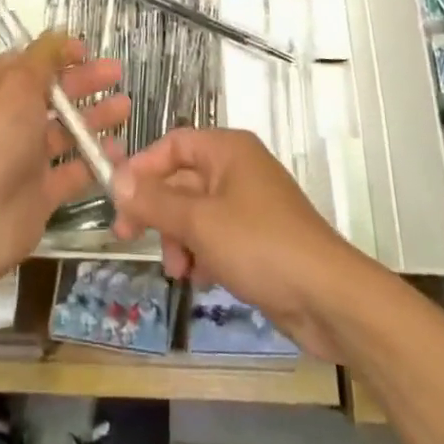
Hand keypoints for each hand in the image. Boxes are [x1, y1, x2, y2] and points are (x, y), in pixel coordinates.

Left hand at [0, 33, 127, 296]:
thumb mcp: (16, 83)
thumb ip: (43, 58)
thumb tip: (59, 32)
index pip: (30, 63)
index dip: (58, 55)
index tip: (88, 51)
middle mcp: (10, 120)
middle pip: (53, 95)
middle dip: (85, 82)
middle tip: (117, 74)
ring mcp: (26, 157)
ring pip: (66, 131)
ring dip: (95, 118)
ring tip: (125, 108)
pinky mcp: (41, 192)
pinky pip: (74, 171)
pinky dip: (96, 160)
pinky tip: (120, 151)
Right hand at [112, 128, 363, 359]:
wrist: (328, 298)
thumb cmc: (260, 245)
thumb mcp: (199, 222)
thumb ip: (155, 201)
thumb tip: (115, 179)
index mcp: (228, 149)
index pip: (173, 145)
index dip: (143, 168)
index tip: (118, 199)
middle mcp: (238, 169)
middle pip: (183, 180)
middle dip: (159, 211)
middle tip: (128, 238)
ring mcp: (250, 205)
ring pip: (197, 213)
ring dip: (180, 239)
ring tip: (179, 270)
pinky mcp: (259, 239)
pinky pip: (217, 237)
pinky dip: (203, 254)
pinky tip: (201, 279)